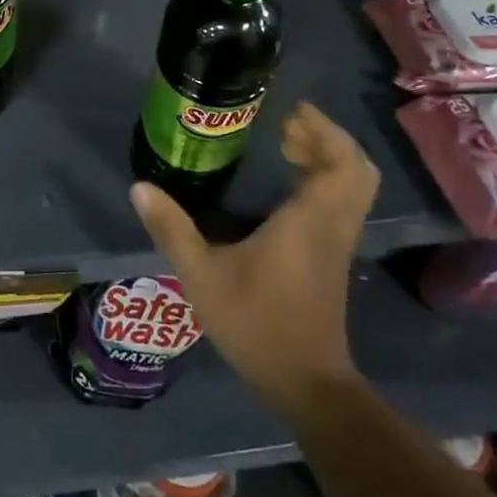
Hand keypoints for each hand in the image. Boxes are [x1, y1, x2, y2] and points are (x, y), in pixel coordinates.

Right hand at [131, 102, 377, 407]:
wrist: (307, 385)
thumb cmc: (257, 324)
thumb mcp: (202, 276)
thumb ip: (172, 229)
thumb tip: (139, 187)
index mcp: (310, 220)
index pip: (341, 162)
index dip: (323, 130)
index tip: (290, 111)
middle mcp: (332, 225)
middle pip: (357, 168)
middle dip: (327, 138)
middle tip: (285, 126)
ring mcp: (338, 242)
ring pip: (354, 186)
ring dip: (327, 157)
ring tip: (284, 145)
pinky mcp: (334, 256)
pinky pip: (343, 202)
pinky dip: (325, 180)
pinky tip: (286, 184)